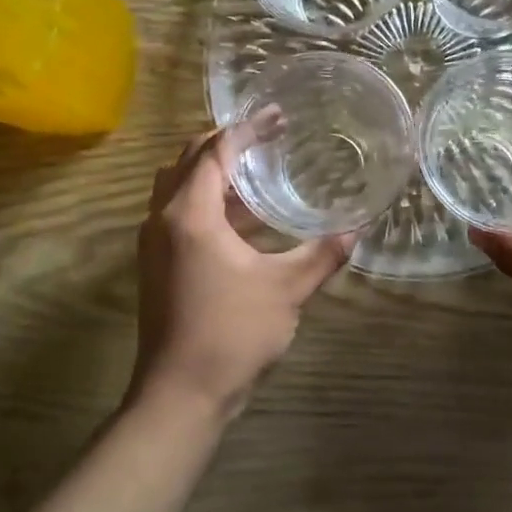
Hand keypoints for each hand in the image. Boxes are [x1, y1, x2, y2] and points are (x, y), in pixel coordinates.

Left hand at [132, 124, 353, 421]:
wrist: (180, 396)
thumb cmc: (231, 334)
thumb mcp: (285, 290)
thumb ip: (321, 255)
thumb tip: (356, 230)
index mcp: (190, 214)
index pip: (215, 151)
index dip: (246, 128)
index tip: (276, 115)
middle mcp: (163, 219)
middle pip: (190, 160)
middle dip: (227, 142)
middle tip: (268, 134)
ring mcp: (155, 243)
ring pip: (179, 187)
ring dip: (214, 170)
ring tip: (257, 167)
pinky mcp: (157, 264)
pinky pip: (179, 212)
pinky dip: (207, 200)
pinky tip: (243, 216)